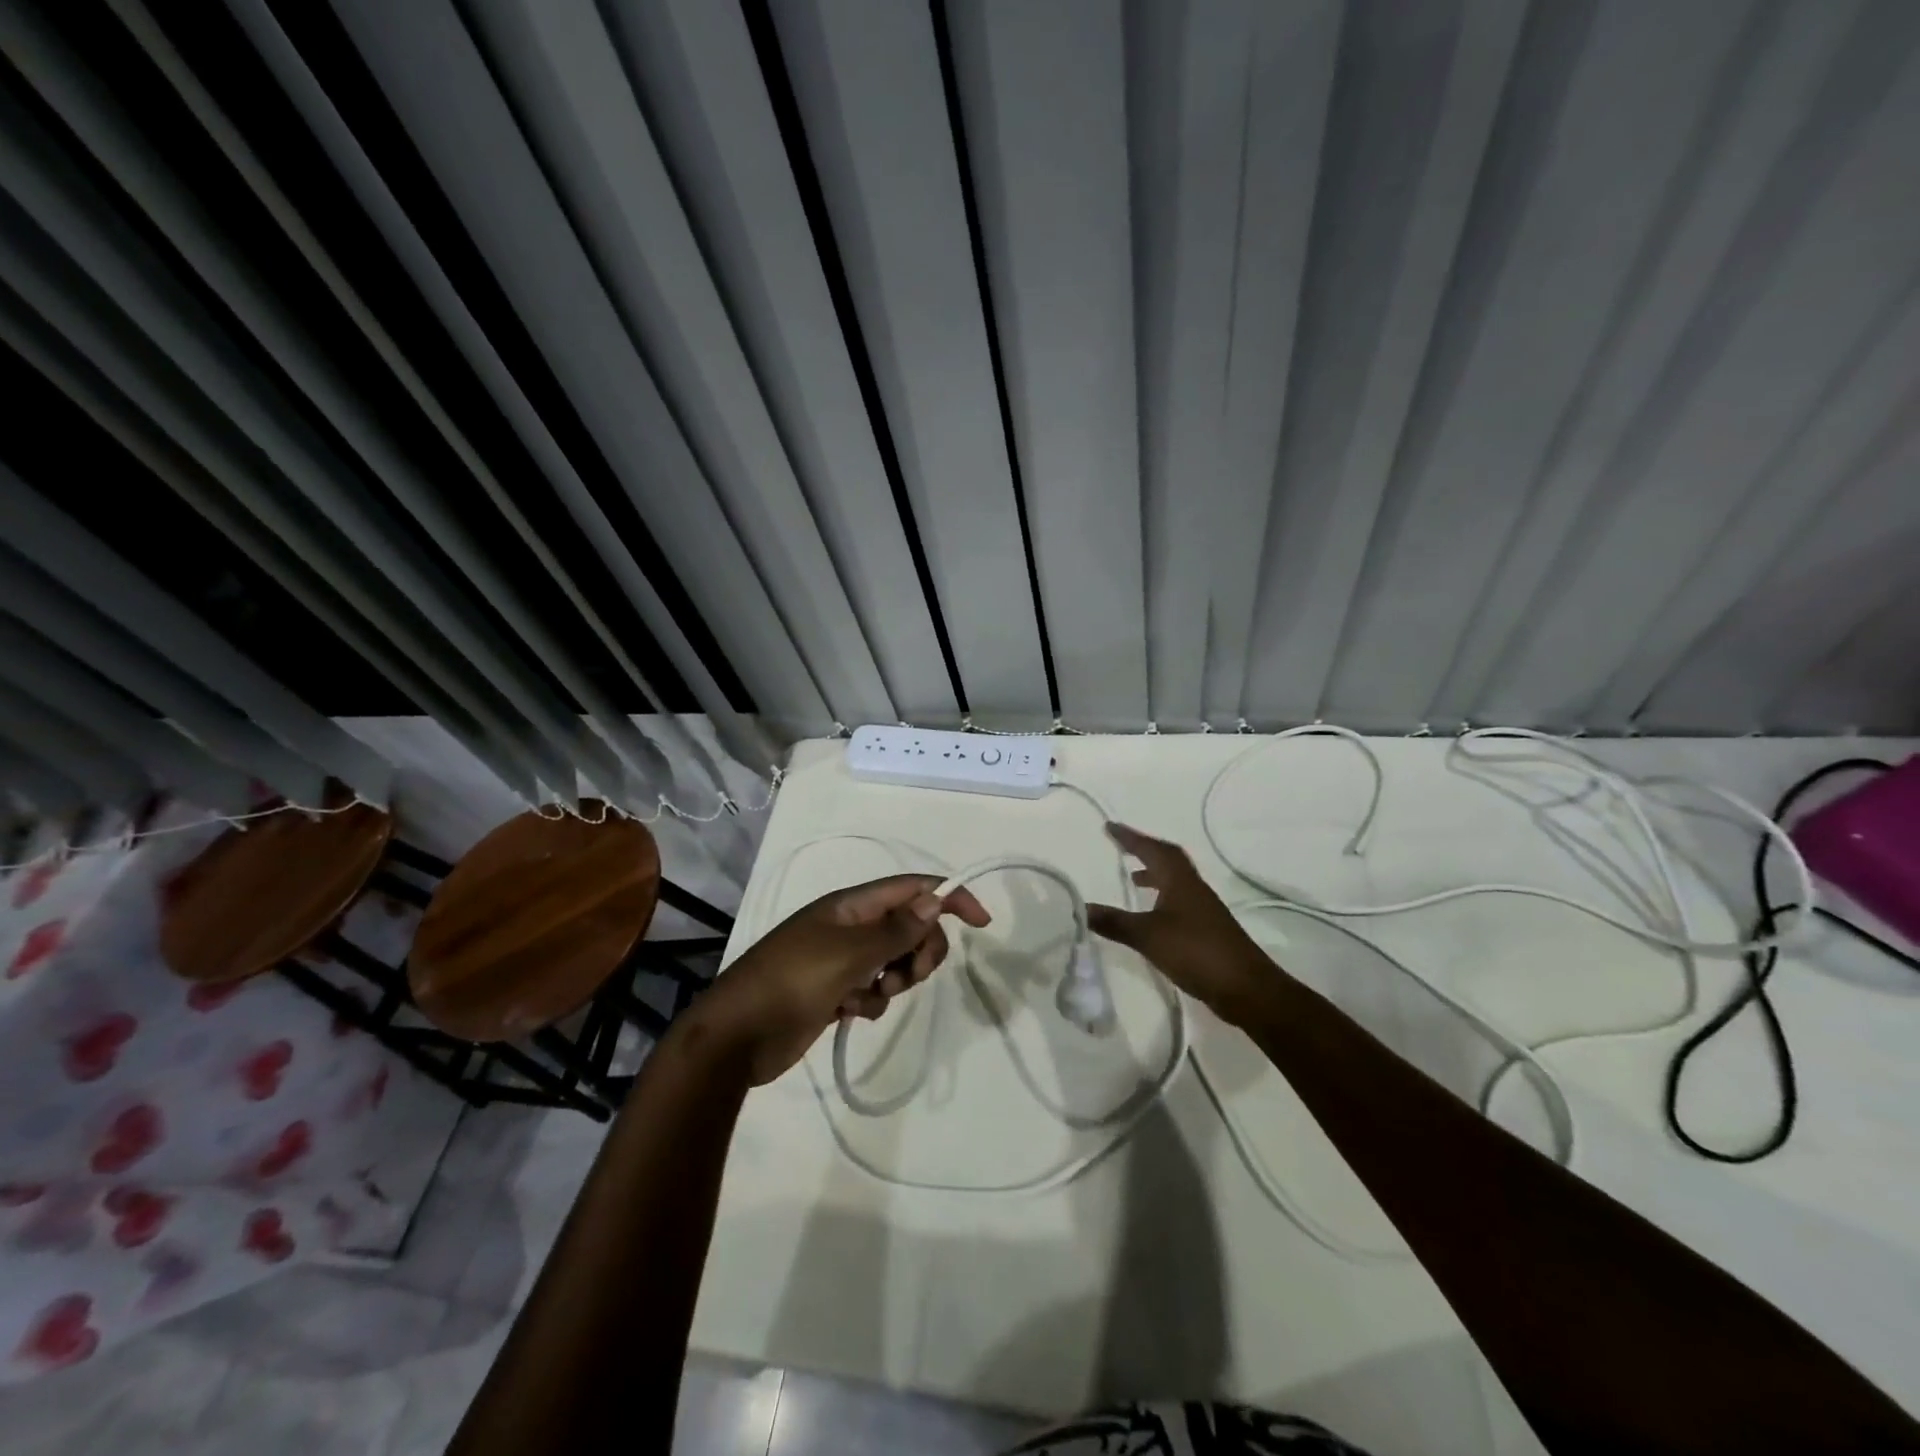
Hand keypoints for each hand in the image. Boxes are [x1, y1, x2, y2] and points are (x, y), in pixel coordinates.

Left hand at [683, 875, 990, 1084]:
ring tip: (870, 996)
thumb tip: (934, 900)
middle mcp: (849, 926)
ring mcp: (841, 958)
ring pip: (894, 960)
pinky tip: (849, 1012)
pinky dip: (871, 1000)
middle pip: (909, 926)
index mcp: (852, 905)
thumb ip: (896, 929)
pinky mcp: (834, 990)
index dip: (949, 898)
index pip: (912, 889)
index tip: (982, 924)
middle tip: (910, 975)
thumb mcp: (850, 953)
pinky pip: (873, 989)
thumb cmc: (793, 982)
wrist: (738, 1035)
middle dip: (920, 950)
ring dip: (894, 979)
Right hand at [1088, 823, 1274, 1023]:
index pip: (1151, 849)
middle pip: (1168, 859)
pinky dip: (1161, 897)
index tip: (1109, 827)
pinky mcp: (1207, 929)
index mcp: (1180, 881)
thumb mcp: (1148, 936)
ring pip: (1175, 880)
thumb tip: (1081, 908)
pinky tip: (1151, 915)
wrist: (1246, 988)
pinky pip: (1179, 900)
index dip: (1130, 838)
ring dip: (1154, 874)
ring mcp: (1203, 909)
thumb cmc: (1196, 952)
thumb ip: (1115, 922)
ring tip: (1132, 880)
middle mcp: (1193, 888)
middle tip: (1121, 847)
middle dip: (1144, 850)